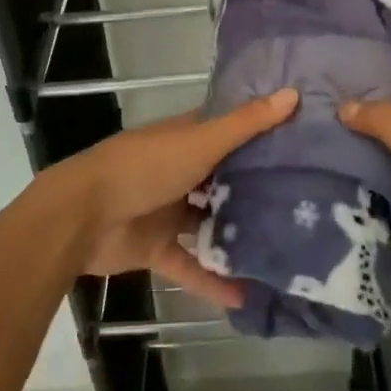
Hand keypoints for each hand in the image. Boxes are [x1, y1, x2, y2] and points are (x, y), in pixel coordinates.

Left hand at [43, 88, 298, 309]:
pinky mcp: (157, 247)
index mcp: (187, 137)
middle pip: (224, 177)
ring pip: (209, 221)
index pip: (230, 130)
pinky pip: (191, 265)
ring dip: (237, 234)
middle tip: (307, 201)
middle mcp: (180, 169)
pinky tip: (248, 296)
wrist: (83, 216)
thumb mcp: (200, 142)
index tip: (302, 140)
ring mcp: (167, 209)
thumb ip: (246, 124)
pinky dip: (214, 280)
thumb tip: (293, 93)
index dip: (261, 132)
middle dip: (257, 188)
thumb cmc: (145, 167)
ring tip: (286, 248)